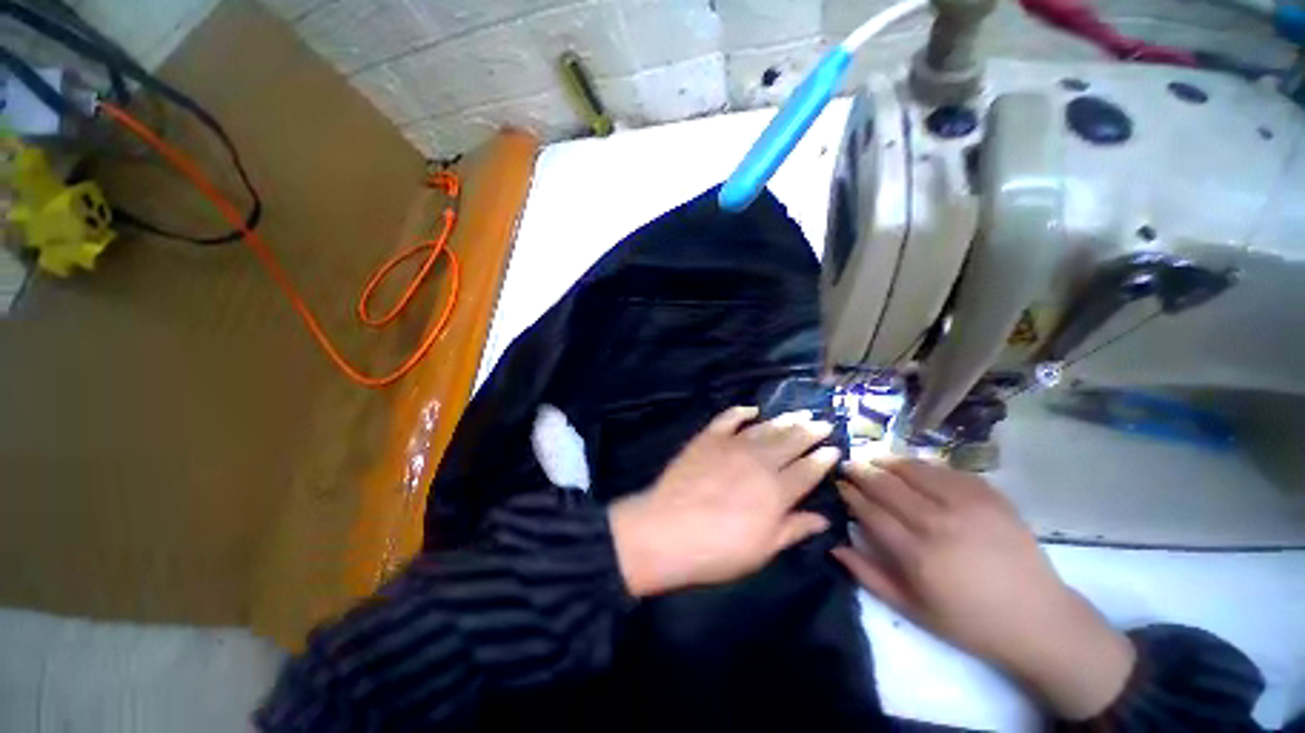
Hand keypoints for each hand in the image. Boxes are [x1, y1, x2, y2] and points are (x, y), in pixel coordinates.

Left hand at [609, 406, 839, 597]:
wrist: (666, 530)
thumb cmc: (717, 550)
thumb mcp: (761, 550)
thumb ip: (793, 529)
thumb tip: (822, 519)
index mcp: (776, 491)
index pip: (808, 470)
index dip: (823, 458)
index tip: (834, 448)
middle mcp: (759, 461)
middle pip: (791, 441)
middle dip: (810, 431)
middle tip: (822, 422)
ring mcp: (732, 445)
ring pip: (765, 427)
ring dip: (784, 420)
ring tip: (799, 414)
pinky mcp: (708, 438)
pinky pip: (728, 418)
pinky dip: (741, 411)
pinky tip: (752, 409)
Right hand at [832, 458, 1135, 720]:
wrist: (1038, 620)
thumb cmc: (969, 621)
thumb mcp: (911, 610)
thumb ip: (868, 575)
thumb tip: (834, 545)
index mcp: (916, 554)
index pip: (869, 510)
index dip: (850, 493)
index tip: (839, 483)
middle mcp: (937, 523)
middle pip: (887, 485)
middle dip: (862, 471)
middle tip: (849, 464)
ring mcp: (967, 506)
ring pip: (915, 470)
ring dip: (890, 462)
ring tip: (877, 460)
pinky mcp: (991, 497)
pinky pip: (948, 470)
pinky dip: (925, 466)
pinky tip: (915, 468)